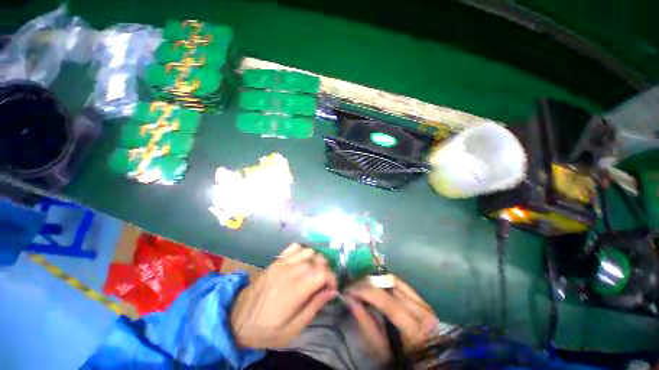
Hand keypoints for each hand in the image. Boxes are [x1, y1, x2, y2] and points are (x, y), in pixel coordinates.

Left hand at [230, 243, 337, 348]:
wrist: (237, 321)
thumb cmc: (266, 330)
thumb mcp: (292, 329)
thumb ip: (314, 307)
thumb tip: (331, 292)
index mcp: (295, 290)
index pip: (323, 273)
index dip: (332, 279)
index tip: (331, 289)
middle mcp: (291, 271)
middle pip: (318, 260)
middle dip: (325, 270)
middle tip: (322, 283)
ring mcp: (282, 263)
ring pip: (309, 251)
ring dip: (315, 260)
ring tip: (313, 272)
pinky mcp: (276, 260)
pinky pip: (295, 247)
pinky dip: (303, 251)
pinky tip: (301, 262)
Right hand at [345, 277, 439, 358]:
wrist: (427, 362)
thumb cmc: (403, 361)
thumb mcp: (381, 350)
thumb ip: (366, 323)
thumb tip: (350, 300)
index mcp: (414, 328)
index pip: (386, 301)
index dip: (365, 291)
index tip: (349, 289)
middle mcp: (422, 310)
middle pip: (390, 285)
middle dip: (368, 282)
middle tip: (353, 285)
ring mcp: (423, 302)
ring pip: (395, 280)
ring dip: (376, 280)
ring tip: (362, 284)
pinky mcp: (422, 300)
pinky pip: (401, 284)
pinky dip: (385, 282)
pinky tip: (375, 285)